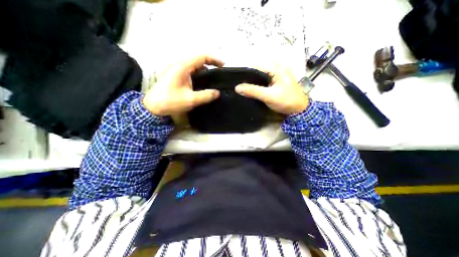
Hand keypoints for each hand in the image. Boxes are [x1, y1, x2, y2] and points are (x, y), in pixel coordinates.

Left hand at [142, 56, 224, 116]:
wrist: (153, 106)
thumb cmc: (170, 101)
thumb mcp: (191, 100)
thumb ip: (206, 95)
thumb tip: (218, 93)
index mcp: (183, 66)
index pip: (202, 56)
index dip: (214, 59)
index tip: (223, 65)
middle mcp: (179, 64)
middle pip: (198, 58)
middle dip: (211, 63)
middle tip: (220, 71)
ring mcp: (176, 68)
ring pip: (194, 64)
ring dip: (205, 68)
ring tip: (214, 76)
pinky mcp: (176, 74)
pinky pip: (190, 69)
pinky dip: (199, 72)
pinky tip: (203, 80)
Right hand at [236, 65, 307, 115]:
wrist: (299, 110)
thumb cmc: (286, 101)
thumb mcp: (268, 95)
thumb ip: (253, 91)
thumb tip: (237, 88)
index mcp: (275, 68)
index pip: (256, 67)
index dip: (245, 74)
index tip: (236, 82)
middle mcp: (276, 69)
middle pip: (257, 72)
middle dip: (248, 79)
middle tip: (239, 87)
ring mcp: (276, 77)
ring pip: (260, 78)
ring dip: (252, 83)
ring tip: (243, 89)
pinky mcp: (276, 84)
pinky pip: (263, 83)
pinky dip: (257, 86)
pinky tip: (252, 91)